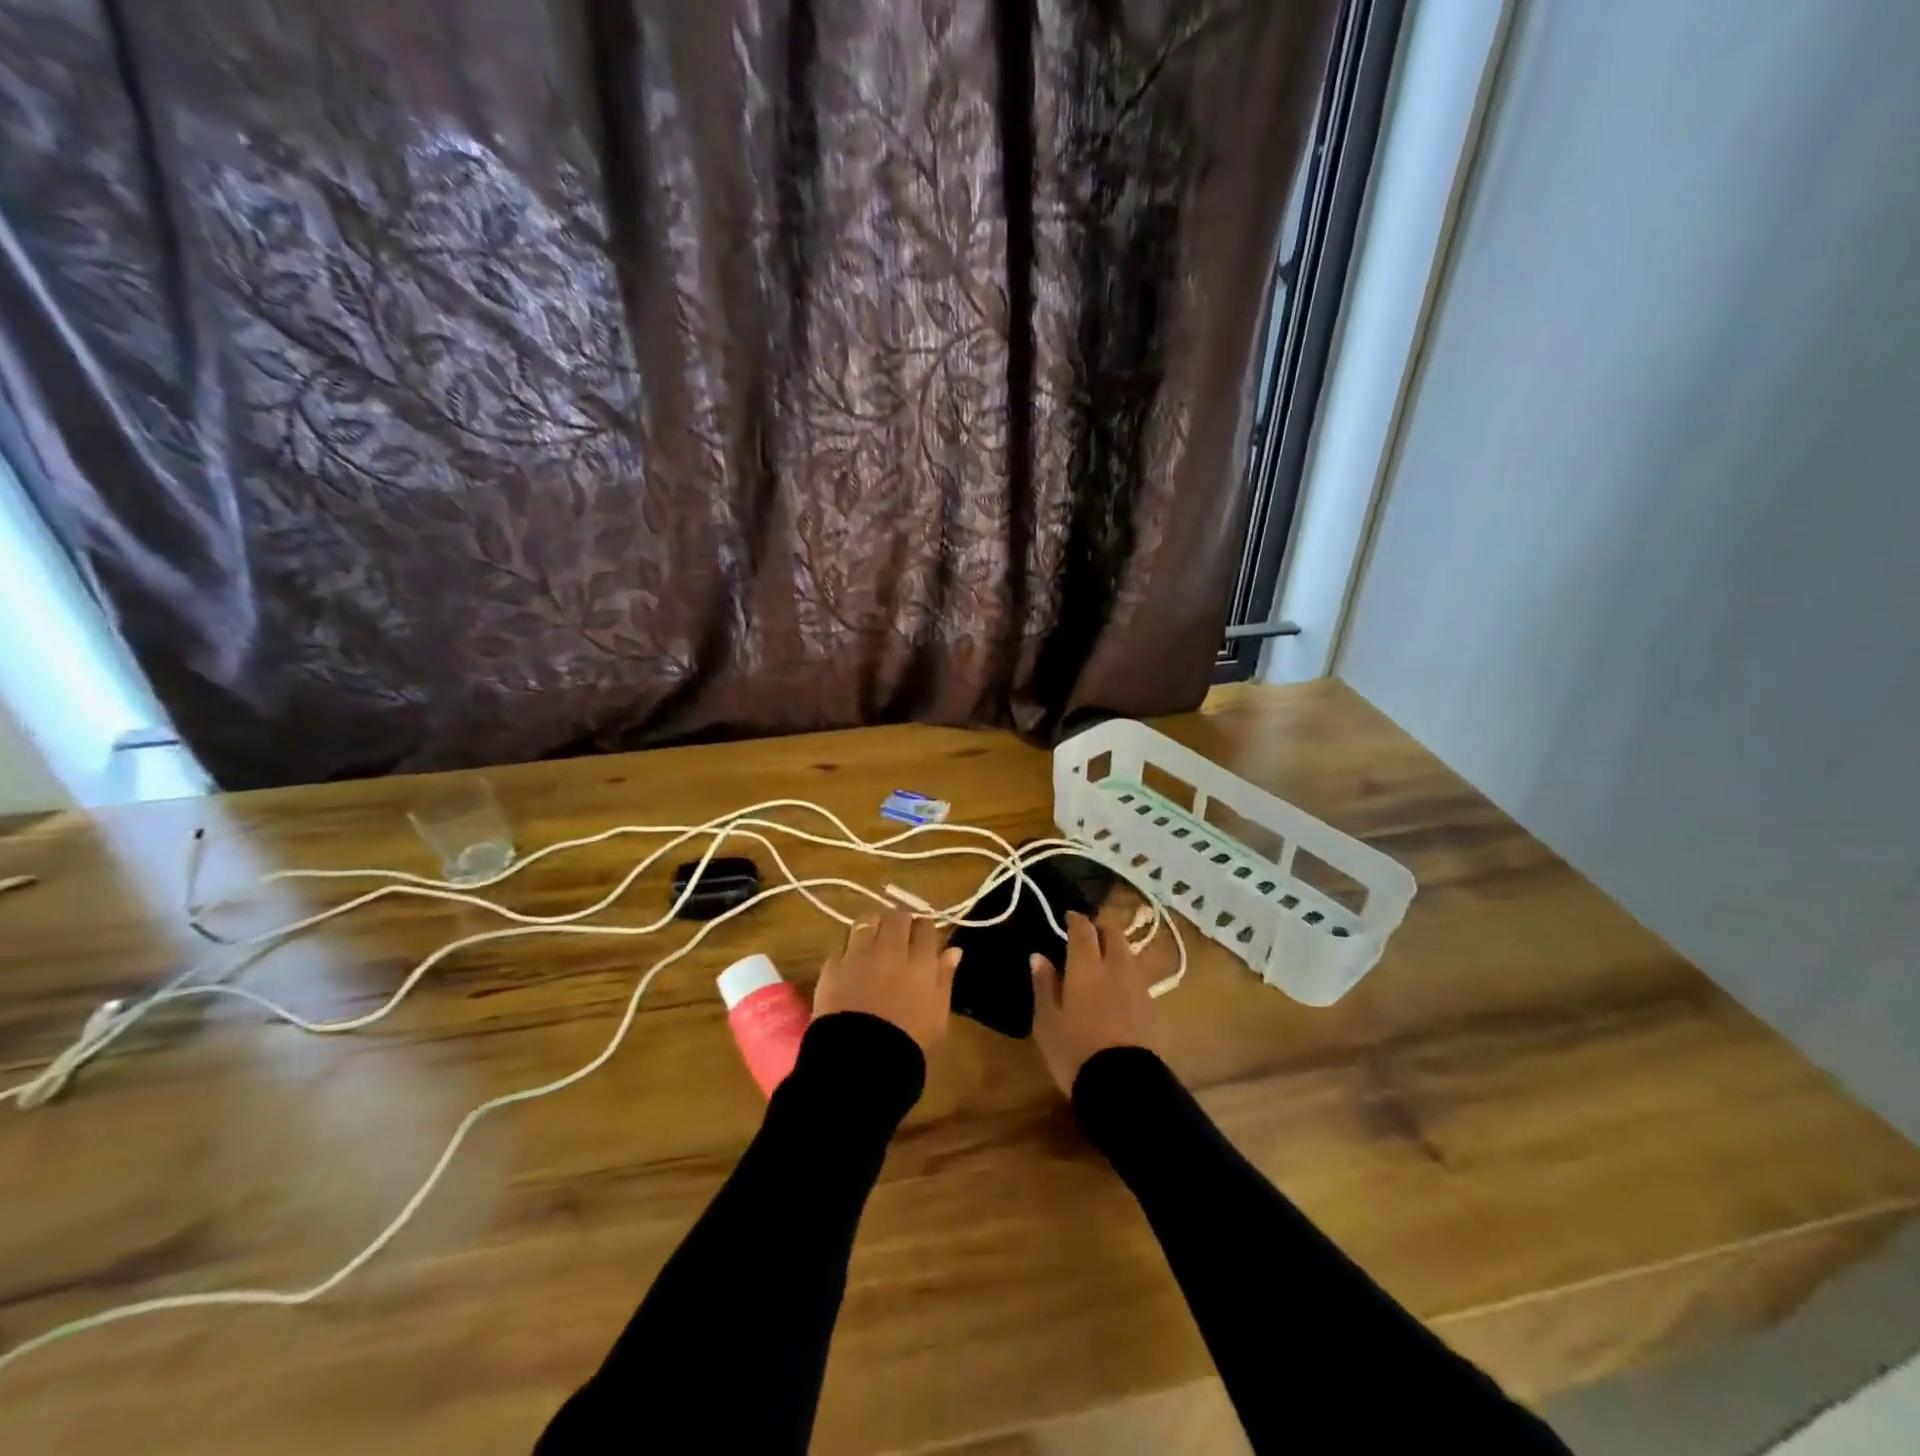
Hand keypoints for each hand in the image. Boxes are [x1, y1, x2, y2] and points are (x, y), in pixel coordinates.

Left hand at [812, 910, 961, 1056]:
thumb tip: (954, 950)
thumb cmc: (908, 1045)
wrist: (860, 1063)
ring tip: (873, 939)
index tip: (922, 937)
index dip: (924, 928)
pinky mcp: (832, 966)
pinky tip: (850, 961)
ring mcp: (858, 955)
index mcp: (921, 962)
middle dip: (900, 922)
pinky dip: (848, 948)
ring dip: (873, 926)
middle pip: (896, 917)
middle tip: (899, 936)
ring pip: (867, 921)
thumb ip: (945, 978)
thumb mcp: (938, 1016)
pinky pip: (842, 944)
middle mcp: (890, 950)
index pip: (925, 926)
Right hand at [1030, 911, 1165, 1095]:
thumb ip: (1044, 985)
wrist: (1123, 1089)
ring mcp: (1140, 989)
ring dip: (1118, 953)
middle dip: (1102, 930)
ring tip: (1105, 965)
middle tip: (1090, 937)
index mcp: (1087, 967)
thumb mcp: (1047, 1022)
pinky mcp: (1156, 1011)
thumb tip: (1039, 956)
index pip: (1084, 929)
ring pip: (1130, 957)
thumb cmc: (1075, 1052)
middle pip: (1115, 935)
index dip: (1076, 919)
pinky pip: (1140, 983)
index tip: (1069, 917)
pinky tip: (1121, 996)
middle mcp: (1117, 969)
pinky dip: (1128, 980)